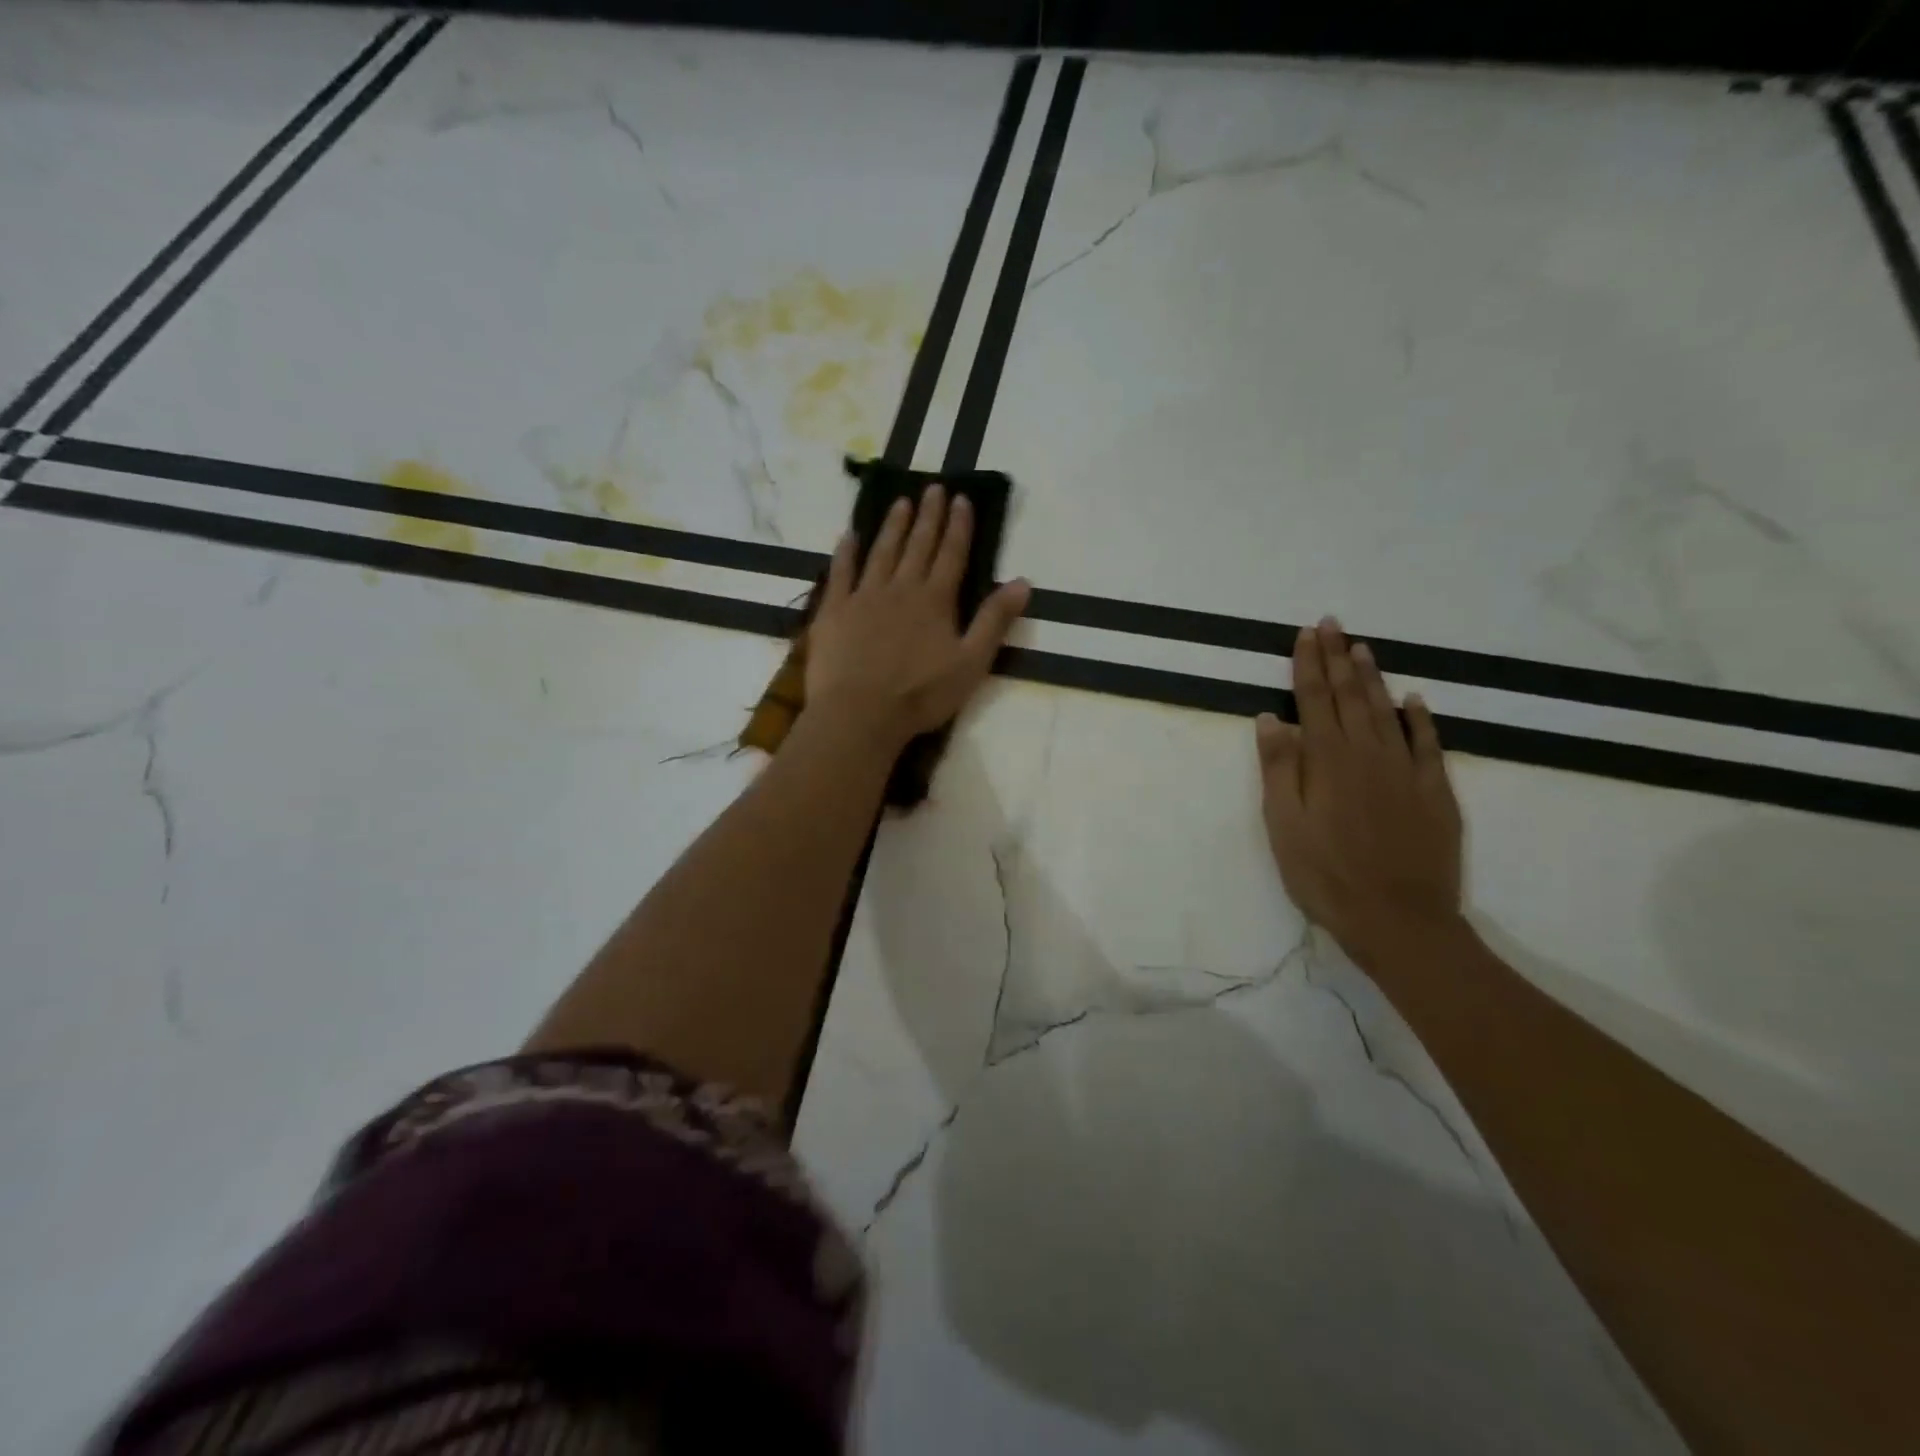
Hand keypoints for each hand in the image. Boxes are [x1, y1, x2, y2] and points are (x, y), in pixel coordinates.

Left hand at [805, 486, 1030, 750]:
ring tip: (900, 501)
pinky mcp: (834, 611)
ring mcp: (864, 596)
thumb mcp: (971, 663)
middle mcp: (901, 588)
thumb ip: (994, 621)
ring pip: (881, 552)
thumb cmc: (921, 694)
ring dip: (892, 526)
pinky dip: (845, 553)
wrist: (860, 713)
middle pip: (918, 545)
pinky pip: (840, 573)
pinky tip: (848, 535)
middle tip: (933, 487)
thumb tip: (1023, 582)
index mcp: (936, 601)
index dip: (958, 526)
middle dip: (928, 516)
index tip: (961, 499)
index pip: (952, 555)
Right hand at [1255, 617, 1463, 971]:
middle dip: (1338, 659)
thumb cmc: (1325, 874)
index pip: (1313, 700)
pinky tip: (1414, 700)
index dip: (1308, 665)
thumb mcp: (1284, 825)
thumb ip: (1279, 769)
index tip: (1306, 634)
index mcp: (1326, 761)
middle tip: (1333, 625)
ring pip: (1386, 711)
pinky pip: (1427, 744)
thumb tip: (1270, 719)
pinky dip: (1420, 718)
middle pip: (1350, 697)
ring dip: (1373, 678)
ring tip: (1362, 649)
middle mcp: (1367, 754)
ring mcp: (1406, 771)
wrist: (1399, 919)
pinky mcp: (1435, 792)